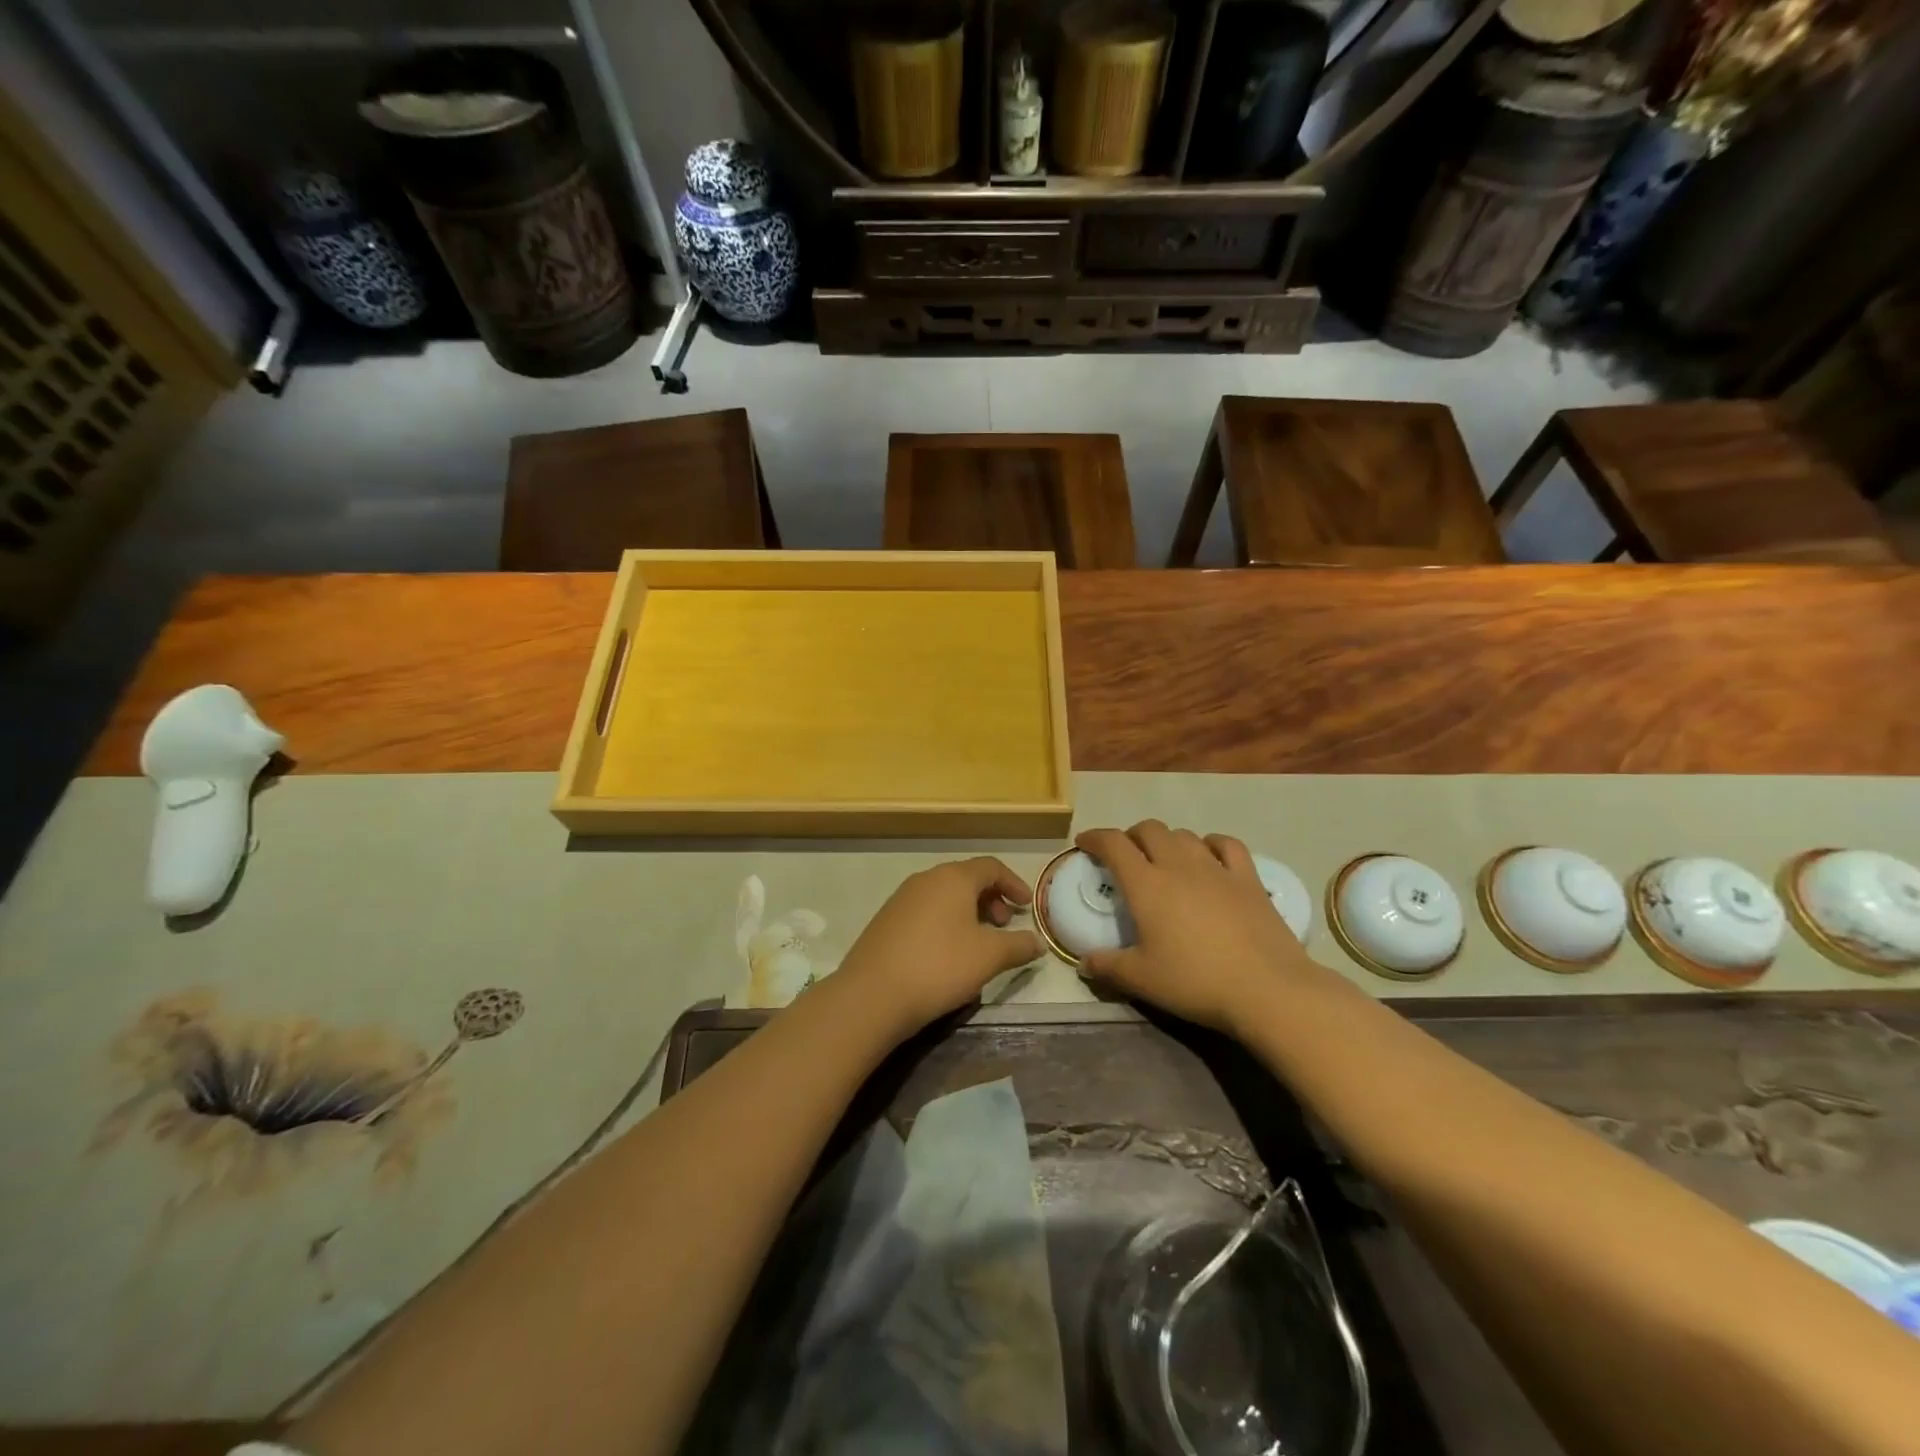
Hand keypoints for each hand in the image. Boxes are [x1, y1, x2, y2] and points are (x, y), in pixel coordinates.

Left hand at [834, 858, 1041, 1037]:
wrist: (872, 995)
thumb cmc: (939, 966)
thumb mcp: (989, 957)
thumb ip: (1019, 946)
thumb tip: (1037, 942)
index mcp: (953, 878)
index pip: (991, 866)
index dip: (1014, 883)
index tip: (1026, 906)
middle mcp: (926, 879)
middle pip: (966, 878)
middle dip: (991, 898)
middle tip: (1004, 925)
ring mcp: (901, 898)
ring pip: (944, 895)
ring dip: (968, 912)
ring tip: (978, 943)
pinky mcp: (886, 920)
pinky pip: (925, 911)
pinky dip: (945, 922)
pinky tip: (947, 954)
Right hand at [1076, 821, 1323, 1033]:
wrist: (1267, 989)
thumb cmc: (1195, 981)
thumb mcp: (1142, 979)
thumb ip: (1108, 967)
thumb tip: (1084, 963)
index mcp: (1146, 884)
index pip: (1113, 844)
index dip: (1095, 838)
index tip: (1085, 843)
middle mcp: (1178, 865)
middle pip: (1149, 830)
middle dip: (1131, 836)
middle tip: (1125, 855)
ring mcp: (1216, 868)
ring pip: (1184, 835)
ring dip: (1167, 840)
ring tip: (1164, 858)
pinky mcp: (1248, 879)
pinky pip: (1227, 844)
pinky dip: (1211, 843)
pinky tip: (1209, 855)